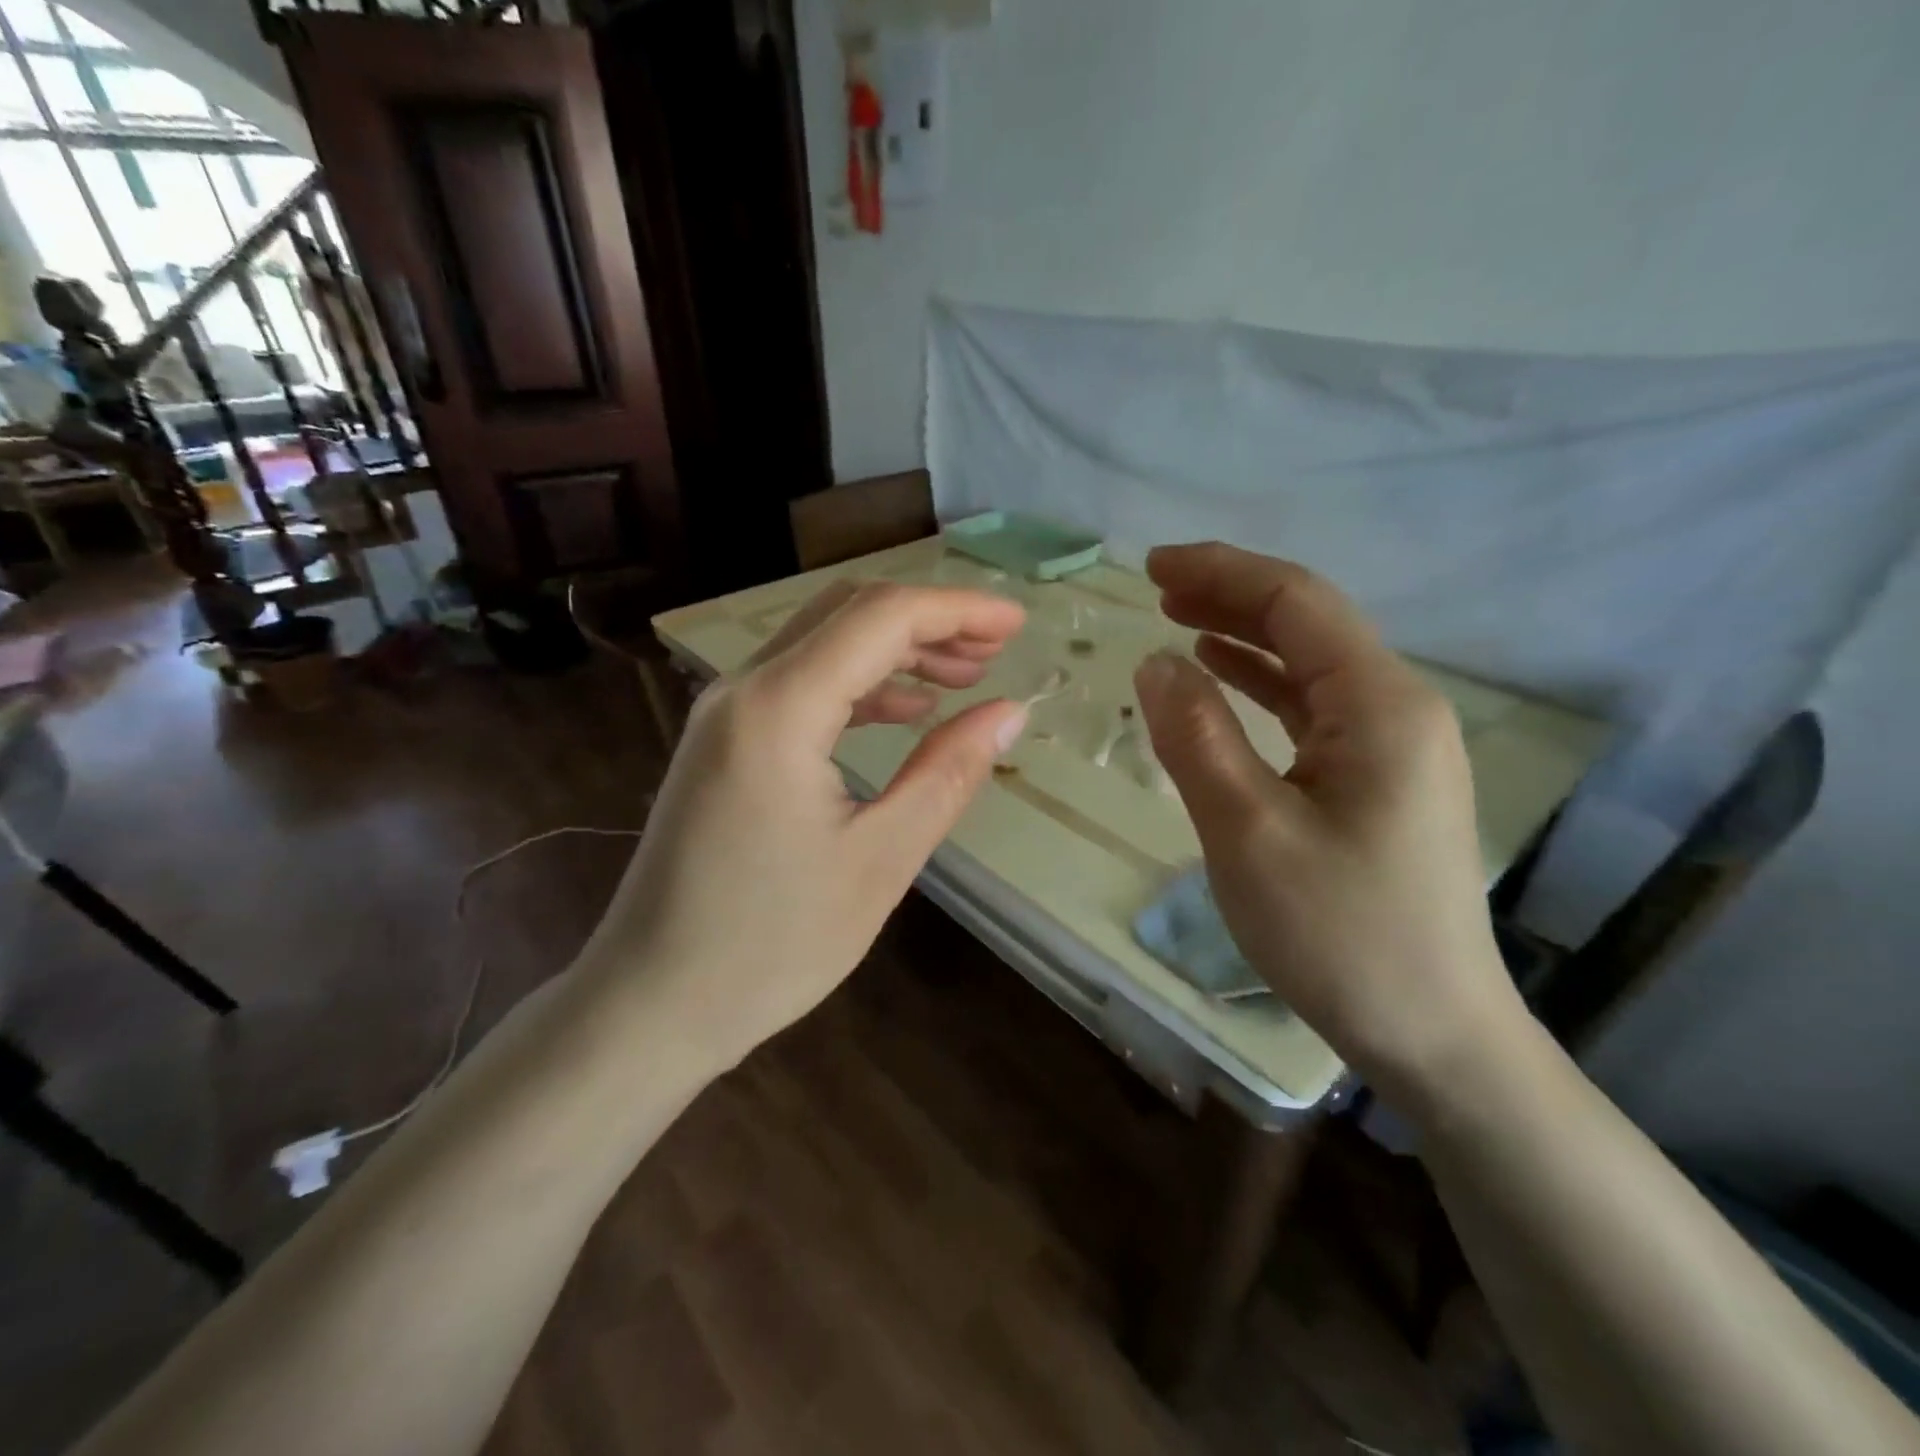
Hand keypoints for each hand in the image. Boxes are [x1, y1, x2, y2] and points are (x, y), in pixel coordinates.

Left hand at [585, 578, 1027, 1066]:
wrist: (651, 1002)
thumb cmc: (771, 945)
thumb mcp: (880, 860)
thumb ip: (948, 773)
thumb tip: (1009, 712)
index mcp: (779, 709)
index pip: (880, 617)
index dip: (958, 609)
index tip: (1018, 623)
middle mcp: (743, 690)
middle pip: (847, 613)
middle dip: (929, 620)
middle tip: (998, 648)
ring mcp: (724, 713)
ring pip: (823, 644)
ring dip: (896, 649)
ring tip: (965, 676)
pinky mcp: (722, 742)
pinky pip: (800, 684)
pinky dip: (860, 684)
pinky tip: (906, 710)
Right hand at [1133, 543, 1522, 1098]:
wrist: (1433, 1032)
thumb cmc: (1339, 933)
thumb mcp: (1248, 833)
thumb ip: (1197, 738)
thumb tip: (1156, 661)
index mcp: (1379, 706)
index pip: (1296, 604)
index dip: (1222, 573)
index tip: (1151, 566)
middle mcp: (1398, 708)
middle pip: (1308, 624)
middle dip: (1231, 594)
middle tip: (1155, 586)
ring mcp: (1393, 746)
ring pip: (1310, 664)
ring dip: (1243, 635)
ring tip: (1177, 619)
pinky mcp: (1378, 780)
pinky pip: (1313, 708)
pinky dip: (1262, 684)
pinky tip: (1223, 678)